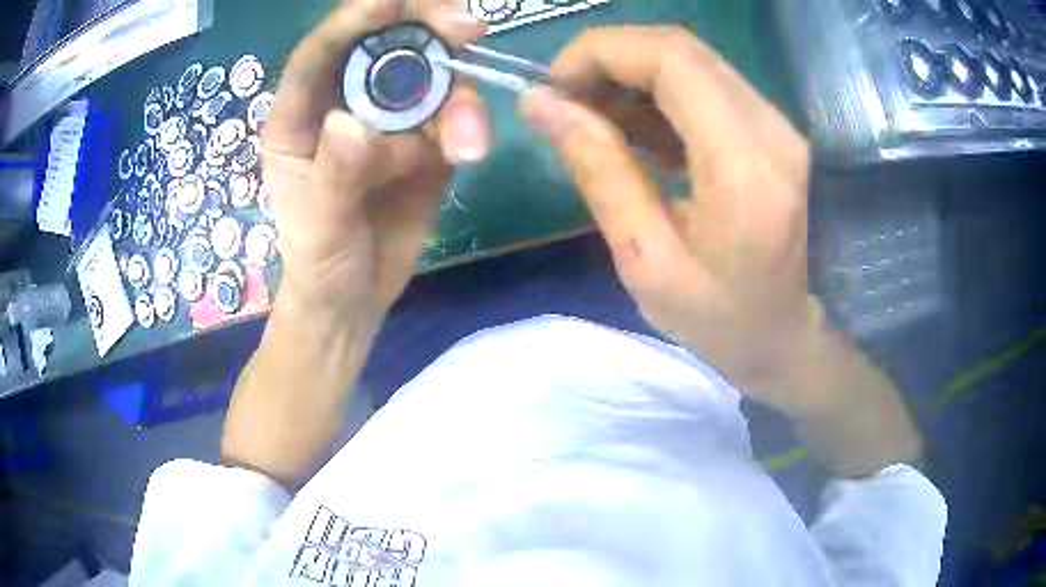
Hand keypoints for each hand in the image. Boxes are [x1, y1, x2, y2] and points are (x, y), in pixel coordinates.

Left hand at [221, 0, 490, 486]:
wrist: (355, 297)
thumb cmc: (319, 262)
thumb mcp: (318, 227)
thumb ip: (335, 176)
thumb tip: (354, 124)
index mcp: (298, 115)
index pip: (321, 53)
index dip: (354, 21)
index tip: (391, 3)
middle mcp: (344, 103)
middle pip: (385, 45)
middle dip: (425, 30)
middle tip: (467, 27)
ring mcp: (389, 119)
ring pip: (430, 78)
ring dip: (456, 97)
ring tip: (465, 144)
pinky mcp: (425, 141)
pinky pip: (453, 116)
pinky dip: (467, 126)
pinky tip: (470, 153)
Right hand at [521, 27, 817, 411]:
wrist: (782, 335)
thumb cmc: (718, 318)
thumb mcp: (645, 259)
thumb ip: (598, 170)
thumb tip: (543, 105)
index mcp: (743, 167)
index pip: (672, 60)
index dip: (604, 51)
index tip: (554, 83)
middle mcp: (771, 130)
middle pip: (682, 50)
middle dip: (611, 59)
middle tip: (567, 98)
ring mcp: (778, 127)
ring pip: (693, 62)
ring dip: (632, 75)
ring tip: (592, 116)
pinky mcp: (772, 131)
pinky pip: (707, 85)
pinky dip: (659, 92)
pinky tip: (632, 127)